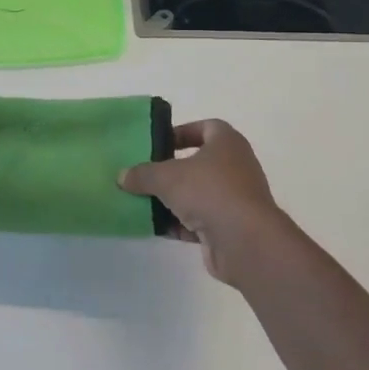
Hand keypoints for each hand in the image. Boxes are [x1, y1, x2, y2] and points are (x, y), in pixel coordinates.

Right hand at [118, 120, 294, 284]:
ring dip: (173, 200)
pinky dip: (180, 224)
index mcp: (227, 143)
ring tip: (143, 202)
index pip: (207, 127)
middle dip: (171, 170)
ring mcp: (235, 199)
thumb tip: (123, 176)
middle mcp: (236, 167)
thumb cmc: (209, 192)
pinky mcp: (231, 228)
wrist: (245, 242)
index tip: (159, 143)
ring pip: (198, 194)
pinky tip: (156, 228)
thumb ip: (143, 174)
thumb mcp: (166, 177)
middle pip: (198, 163)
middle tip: (145, 174)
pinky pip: (200, 221)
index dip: (182, 132)